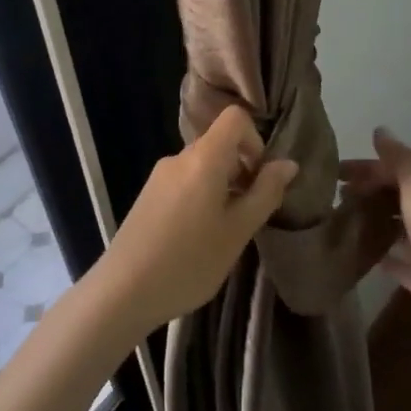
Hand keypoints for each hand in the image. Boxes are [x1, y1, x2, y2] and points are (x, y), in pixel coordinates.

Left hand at [93, 105, 297, 338]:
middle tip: (248, 214)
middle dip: (241, 170)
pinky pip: (184, 182)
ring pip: (202, 166)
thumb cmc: (189, 262)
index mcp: (203, 159)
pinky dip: (201, 198)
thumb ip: (265, 193)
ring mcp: (159, 177)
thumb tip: (288, 164)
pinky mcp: (147, 196)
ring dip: (222, 188)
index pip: (234, 118)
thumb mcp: (238, 231)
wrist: (122, 292)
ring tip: (223, 231)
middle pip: (219, 144)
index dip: (255, 141)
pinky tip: (198, 238)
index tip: (258, 179)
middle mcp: (178, 158)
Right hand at [341, 128, 410, 365]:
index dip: (370, 168)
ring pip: (399, 229)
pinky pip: (398, 262)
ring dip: (373, 222)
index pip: (403, 170)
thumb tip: (380, 130)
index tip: (335, 172)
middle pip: (400, 198)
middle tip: (334, 196)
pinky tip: (355, 253)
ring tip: (338, 220)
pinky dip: (380, 255)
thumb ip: (400, 159)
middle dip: (369, 192)